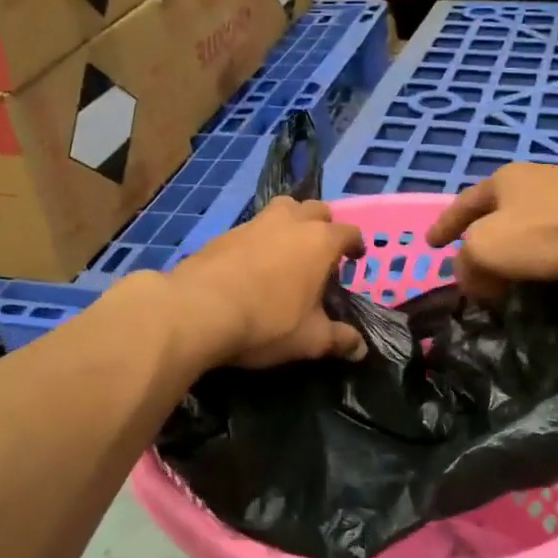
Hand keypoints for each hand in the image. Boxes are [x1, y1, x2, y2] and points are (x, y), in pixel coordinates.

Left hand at [168, 198, 366, 368]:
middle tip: (321, 250)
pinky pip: (253, 227)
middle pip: (315, 209)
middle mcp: (291, 222)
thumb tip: (360, 348)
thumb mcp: (309, 339)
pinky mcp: (225, 233)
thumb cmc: (267, 322)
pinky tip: (253, 263)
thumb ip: (338, 340)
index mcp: (320, 241)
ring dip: (291, 223)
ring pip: (282, 209)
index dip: (355, 244)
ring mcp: (255, 223)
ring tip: (288, 249)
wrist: (198, 310)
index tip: (355, 257)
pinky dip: (260, 238)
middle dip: (323, 224)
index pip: (348, 231)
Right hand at [426, 164, 557, 298]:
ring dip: (520, 249)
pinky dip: (550, 255)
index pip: (464, 203)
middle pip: (500, 211)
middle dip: (484, 237)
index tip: (431, 245)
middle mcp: (539, 179)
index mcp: (505, 179)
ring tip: (515, 274)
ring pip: (534, 224)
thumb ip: (468, 264)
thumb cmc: (548, 231)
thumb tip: (474, 281)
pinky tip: (555, 271)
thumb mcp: (488, 248)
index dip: (445, 225)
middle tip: (476, 266)